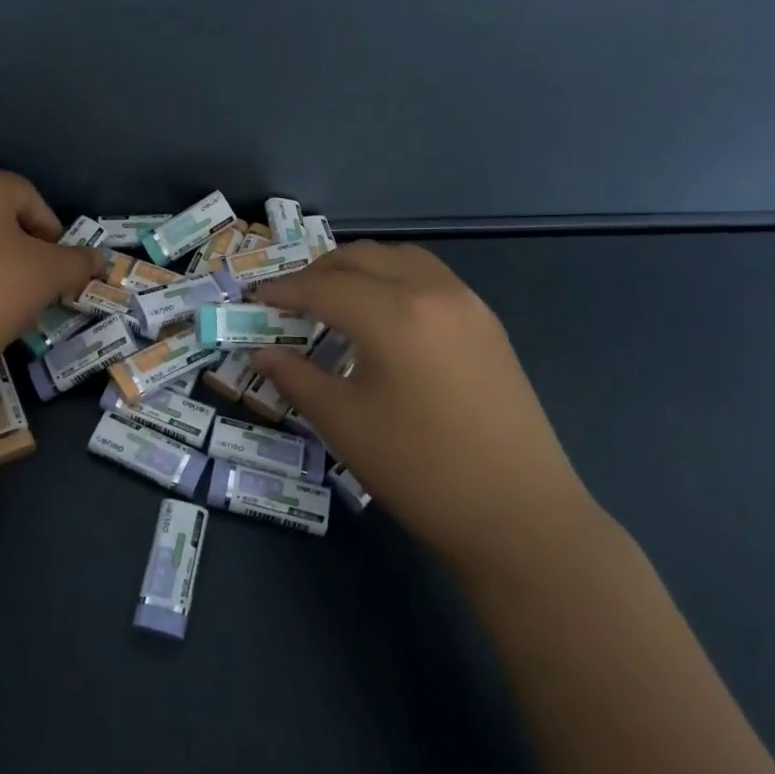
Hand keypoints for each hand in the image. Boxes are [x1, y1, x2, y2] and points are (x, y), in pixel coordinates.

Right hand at [249, 242, 596, 580]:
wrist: (520, 516)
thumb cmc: (420, 470)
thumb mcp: (344, 423)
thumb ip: (296, 377)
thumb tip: (263, 352)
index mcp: (393, 314)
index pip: (323, 286)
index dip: (283, 290)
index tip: (254, 299)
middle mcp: (432, 291)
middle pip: (362, 257)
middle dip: (318, 271)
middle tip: (290, 299)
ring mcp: (468, 304)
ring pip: (401, 258)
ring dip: (360, 268)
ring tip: (334, 299)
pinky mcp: (488, 324)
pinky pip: (430, 277)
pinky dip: (394, 279)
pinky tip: (383, 316)